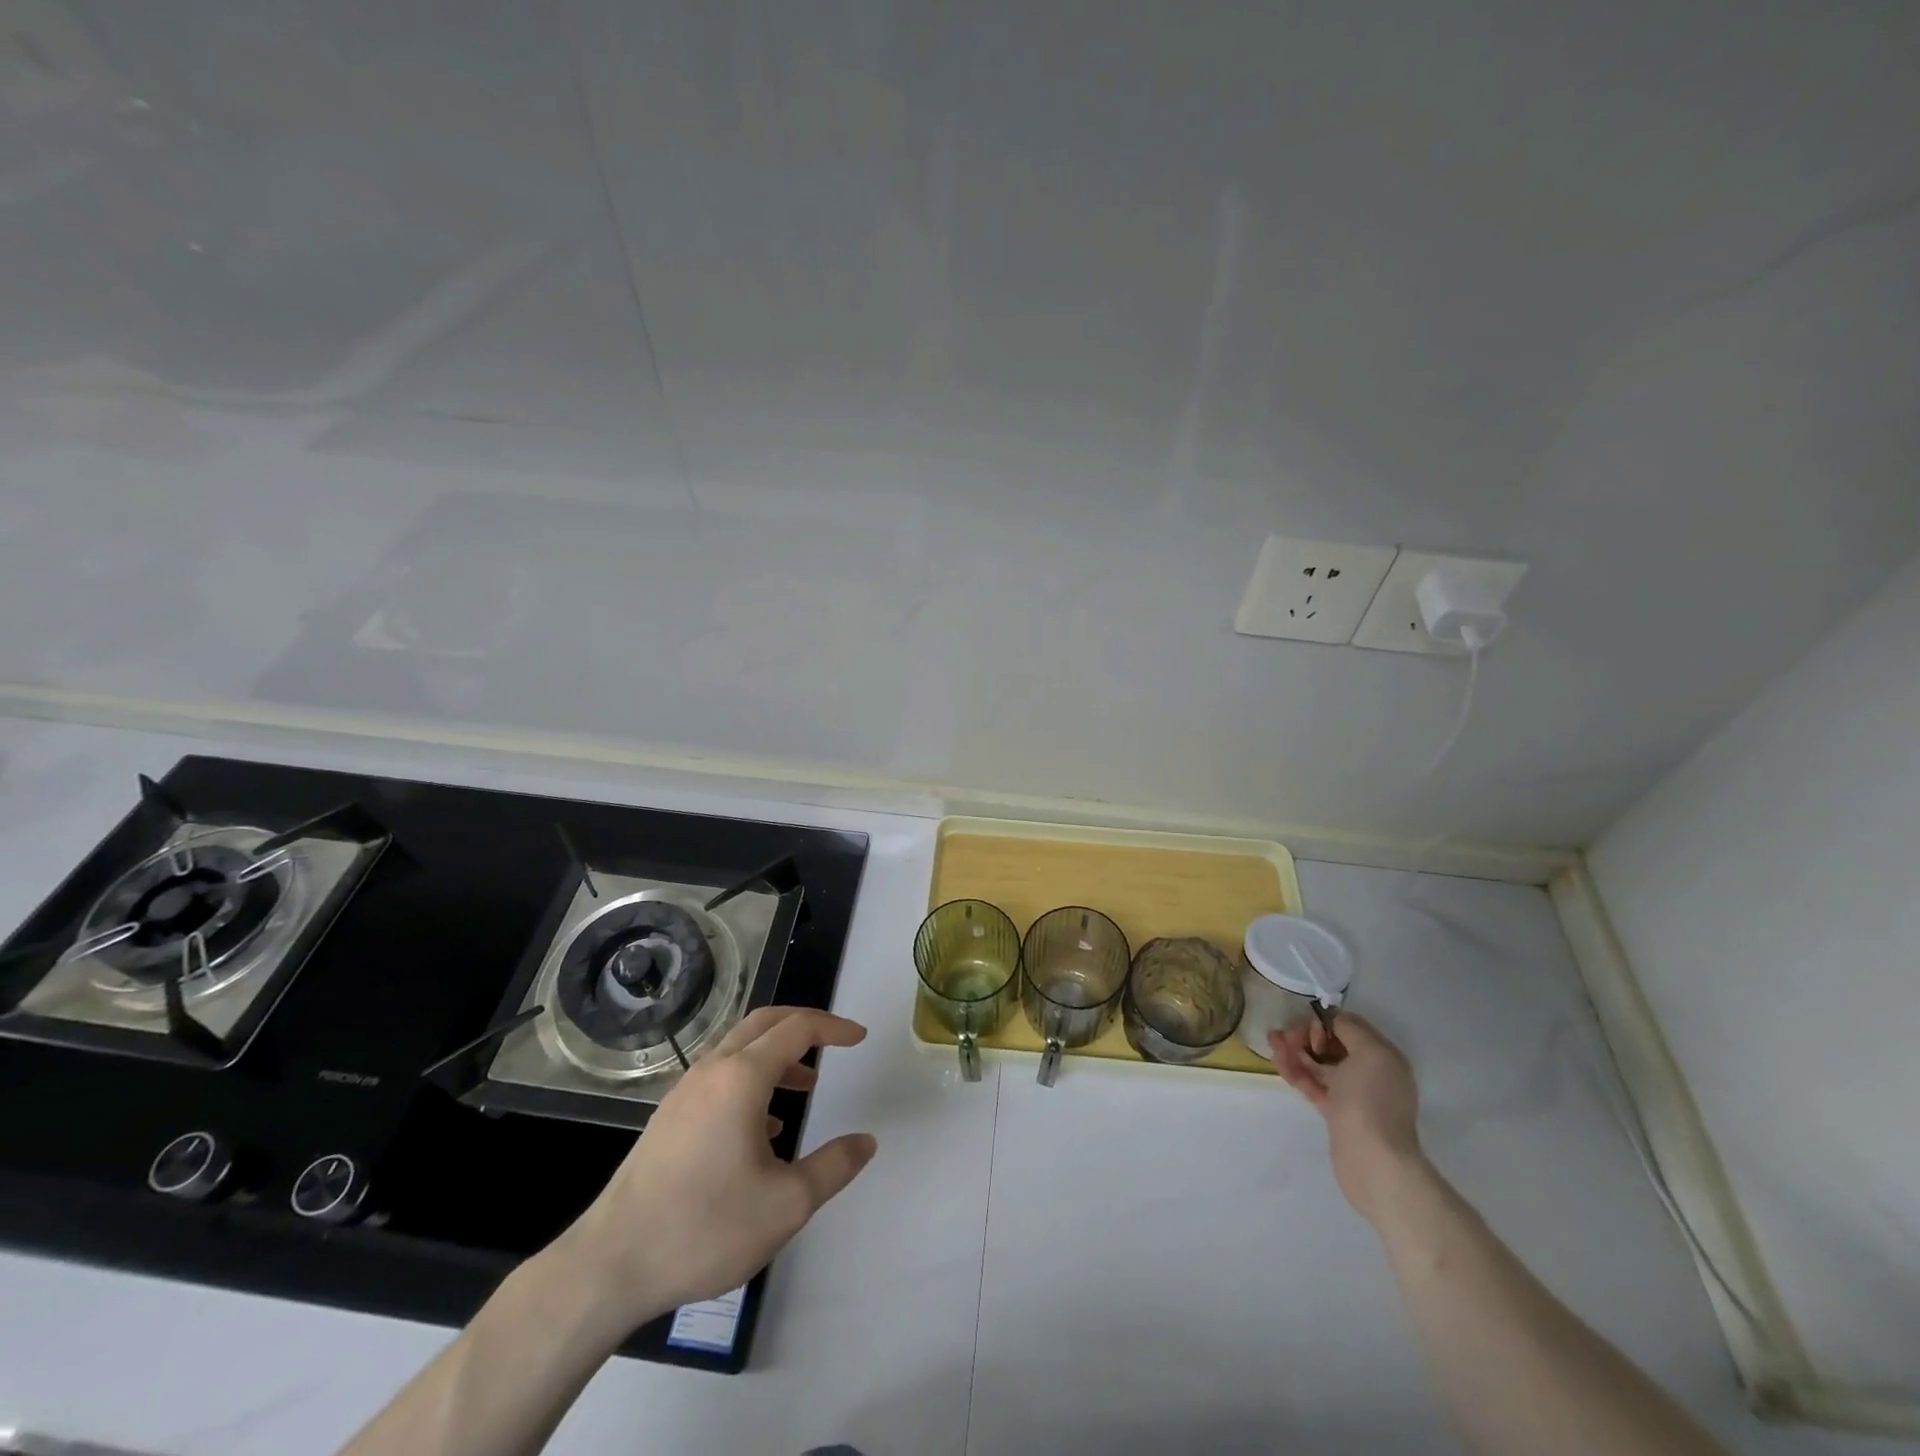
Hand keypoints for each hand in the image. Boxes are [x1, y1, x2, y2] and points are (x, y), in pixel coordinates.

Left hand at [553, 1007, 877, 1333]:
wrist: (610, 1265)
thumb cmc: (704, 1228)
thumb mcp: (786, 1205)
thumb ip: (833, 1167)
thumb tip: (866, 1142)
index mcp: (742, 1077)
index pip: (797, 1028)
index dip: (833, 1027)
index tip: (859, 1038)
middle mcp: (712, 1070)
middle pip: (765, 1022)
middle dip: (804, 1024)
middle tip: (834, 1041)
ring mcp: (684, 1092)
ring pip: (739, 1048)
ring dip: (777, 1053)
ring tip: (805, 1085)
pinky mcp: (668, 1117)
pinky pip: (719, 1075)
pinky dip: (751, 1078)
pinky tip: (761, 1127)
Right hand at [1270, 1011, 1422, 1224]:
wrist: (1373, 1161)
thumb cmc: (1371, 1101)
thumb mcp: (1370, 1053)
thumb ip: (1350, 1028)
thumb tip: (1332, 1022)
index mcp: (1383, 1057)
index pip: (1350, 1027)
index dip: (1327, 1022)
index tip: (1312, 1033)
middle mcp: (1370, 1072)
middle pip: (1332, 1044)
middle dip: (1307, 1035)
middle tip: (1287, 1038)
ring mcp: (1352, 1095)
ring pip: (1319, 1064)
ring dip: (1295, 1050)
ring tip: (1272, 1041)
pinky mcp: (1335, 1112)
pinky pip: (1313, 1084)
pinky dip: (1296, 1070)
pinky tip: (1278, 1059)